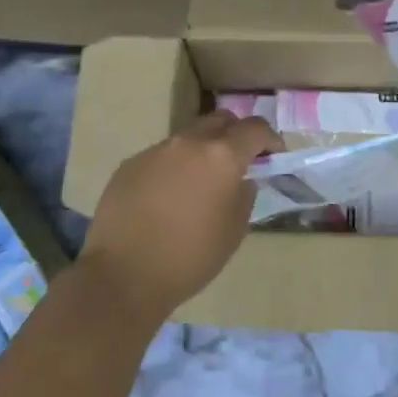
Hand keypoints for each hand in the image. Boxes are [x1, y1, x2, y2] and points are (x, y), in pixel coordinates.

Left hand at [76, 112, 281, 321]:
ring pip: (188, 138)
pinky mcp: (130, 164)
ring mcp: (155, 151)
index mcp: (221, 156)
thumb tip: (241, 180)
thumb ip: (244, 196)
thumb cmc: (190, 257)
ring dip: (202, 151)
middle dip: (235, 134)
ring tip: (201, 182)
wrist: (124, 275)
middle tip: (239, 160)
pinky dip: (174, 167)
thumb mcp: (234, 231)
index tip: (274, 153)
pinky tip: (168, 197)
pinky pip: (161, 156)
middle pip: (219, 120)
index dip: (270, 138)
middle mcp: (188, 143)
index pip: (254, 129)